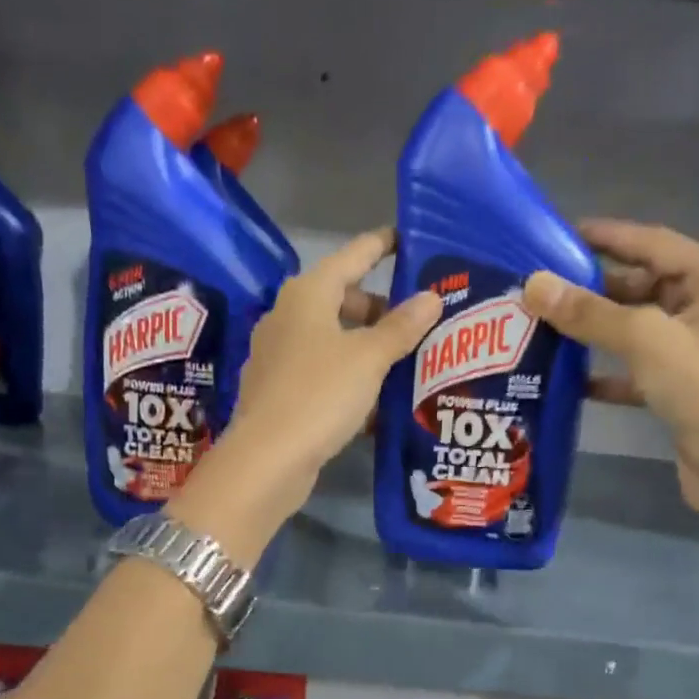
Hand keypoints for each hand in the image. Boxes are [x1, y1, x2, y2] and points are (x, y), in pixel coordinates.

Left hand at [220, 227, 441, 500]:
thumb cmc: (320, 394)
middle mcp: (287, 317)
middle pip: (341, 299)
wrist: (267, 459)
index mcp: (307, 294)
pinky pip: (323, 371)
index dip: (381, 246)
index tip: (406, 238)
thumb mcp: (369, 358)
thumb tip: (431, 296)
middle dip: (379, 308)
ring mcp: (279, 355)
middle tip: (419, 320)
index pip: (352, 256)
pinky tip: (377, 398)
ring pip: (333, 338)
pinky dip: (349, 375)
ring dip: (367, 346)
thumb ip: (402, 326)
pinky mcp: (279, 390)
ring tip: (406, 360)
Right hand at [520, 219, 698, 520]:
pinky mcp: (683, 384)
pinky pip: (638, 365)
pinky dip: (607, 369)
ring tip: (547, 324)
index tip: (562, 235)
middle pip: (645, 284)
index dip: (608, 236)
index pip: (655, 243)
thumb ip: (589, 312)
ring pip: (639, 326)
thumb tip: (534, 285)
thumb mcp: (645, 340)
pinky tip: (570, 375)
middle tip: (545, 287)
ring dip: (597, 328)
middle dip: (596, 287)